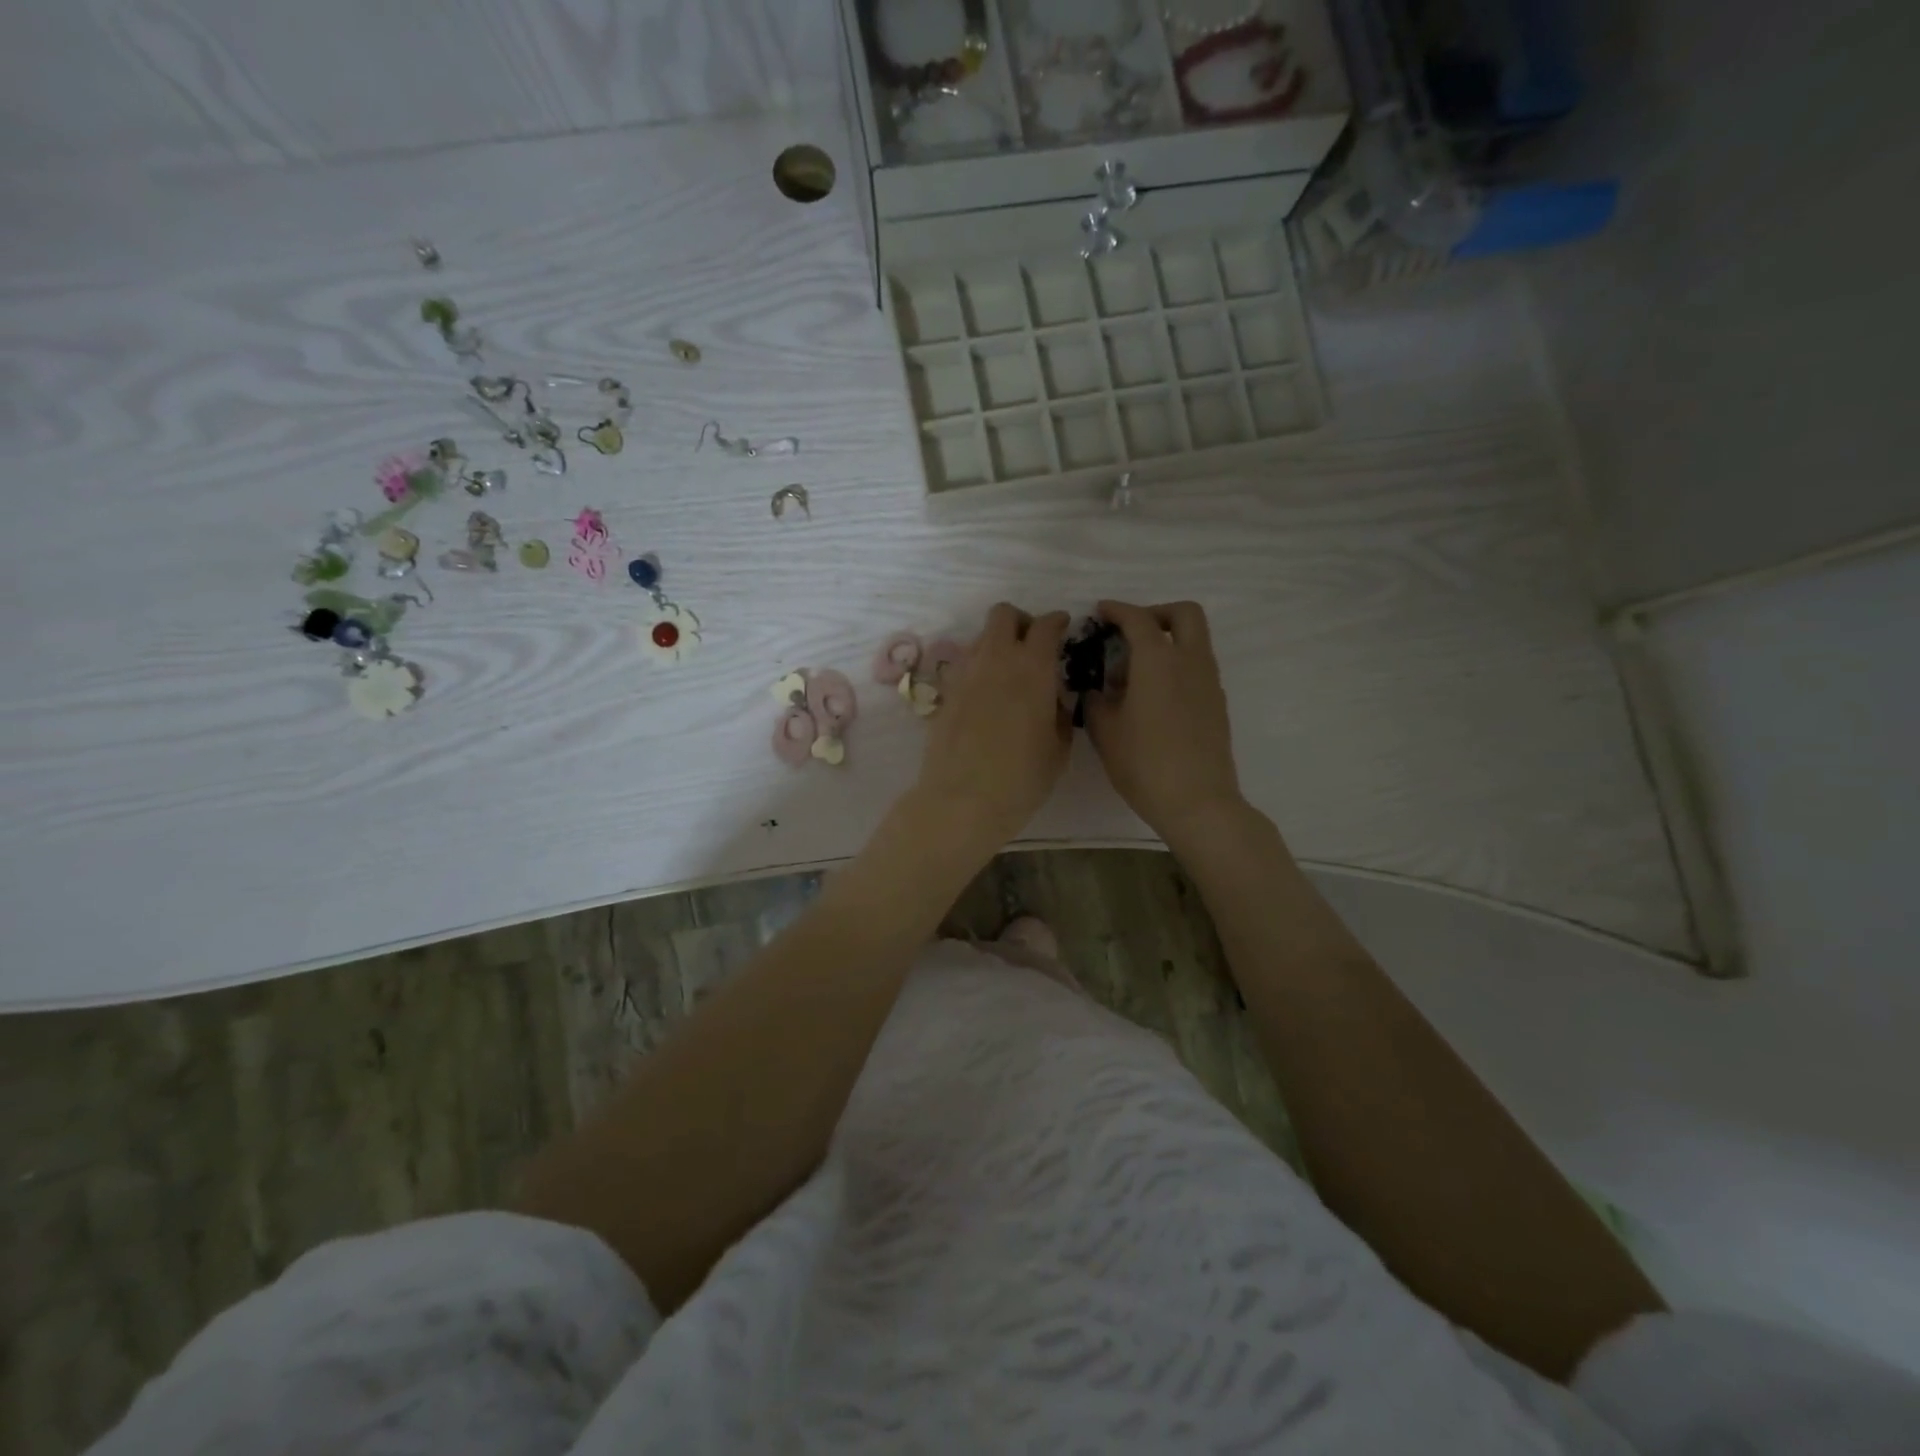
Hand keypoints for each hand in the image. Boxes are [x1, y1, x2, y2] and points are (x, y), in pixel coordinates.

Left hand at [914, 603, 1071, 851]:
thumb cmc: (1022, 777)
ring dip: (997, 645)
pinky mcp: (945, 693)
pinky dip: (978, 670)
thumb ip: (1060, 714)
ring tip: (1009, 674)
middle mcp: (996, 660)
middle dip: (1021, 622)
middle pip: (1003, 615)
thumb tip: (1053, 700)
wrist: (963, 799)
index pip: (1046, 625)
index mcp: (1032, 667)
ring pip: (981, 638)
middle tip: (1032, 646)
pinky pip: (964, 666)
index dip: (1057, 622)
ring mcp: (965, 674)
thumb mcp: (1058, 748)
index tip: (1063, 628)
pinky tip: (986, 696)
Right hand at [1085, 600, 1244, 845]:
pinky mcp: (1216, 704)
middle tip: (1131, 631)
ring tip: (1138, 667)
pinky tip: (1155, 694)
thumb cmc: (1144, 763)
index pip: (1138, 619)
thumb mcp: (1105, 731)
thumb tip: (1097, 689)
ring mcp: (1209, 682)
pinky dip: (1178, 664)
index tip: (1101, 611)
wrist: (1197, 801)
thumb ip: (1097, 701)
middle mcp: (1189, 662)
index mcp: (1158, 661)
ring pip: (1196, 640)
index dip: (1118, 610)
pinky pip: (1198, 667)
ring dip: (1169, 639)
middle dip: (1157, 613)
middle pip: (1184, 614)